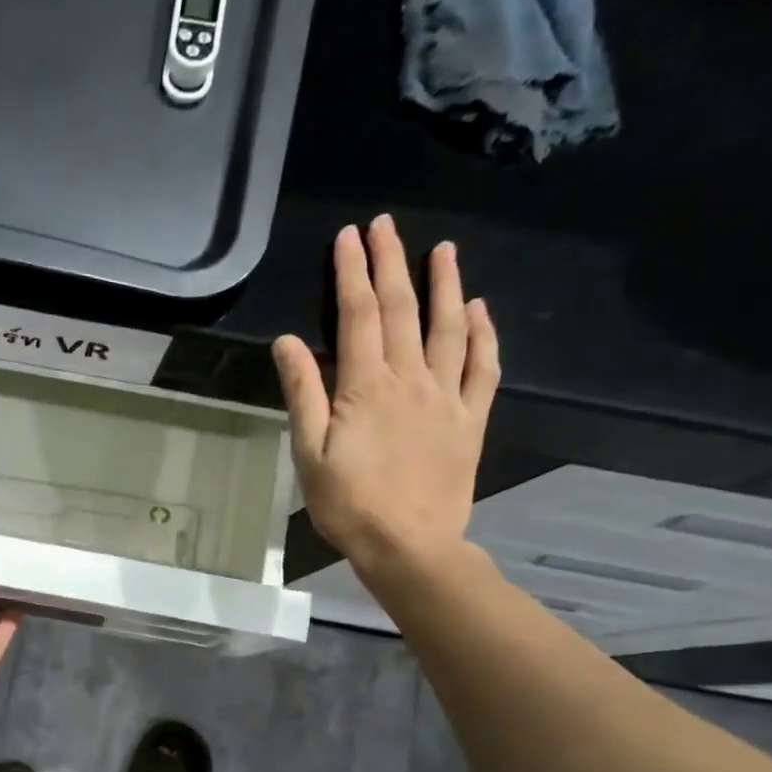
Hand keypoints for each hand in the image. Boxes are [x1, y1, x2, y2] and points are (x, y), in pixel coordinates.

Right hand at [272, 214, 499, 587]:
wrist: (409, 545)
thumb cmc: (348, 504)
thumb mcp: (309, 454)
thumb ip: (303, 394)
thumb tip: (288, 342)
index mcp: (366, 387)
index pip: (359, 316)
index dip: (352, 273)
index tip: (349, 237)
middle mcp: (411, 379)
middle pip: (403, 310)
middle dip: (392, 263)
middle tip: (386, 225)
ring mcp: (447, 397)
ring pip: (448, 328)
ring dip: (445, 284)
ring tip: (443, 249)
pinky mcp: (471, 419)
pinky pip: (483, 366)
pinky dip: (483, 333)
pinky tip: (478, 310)